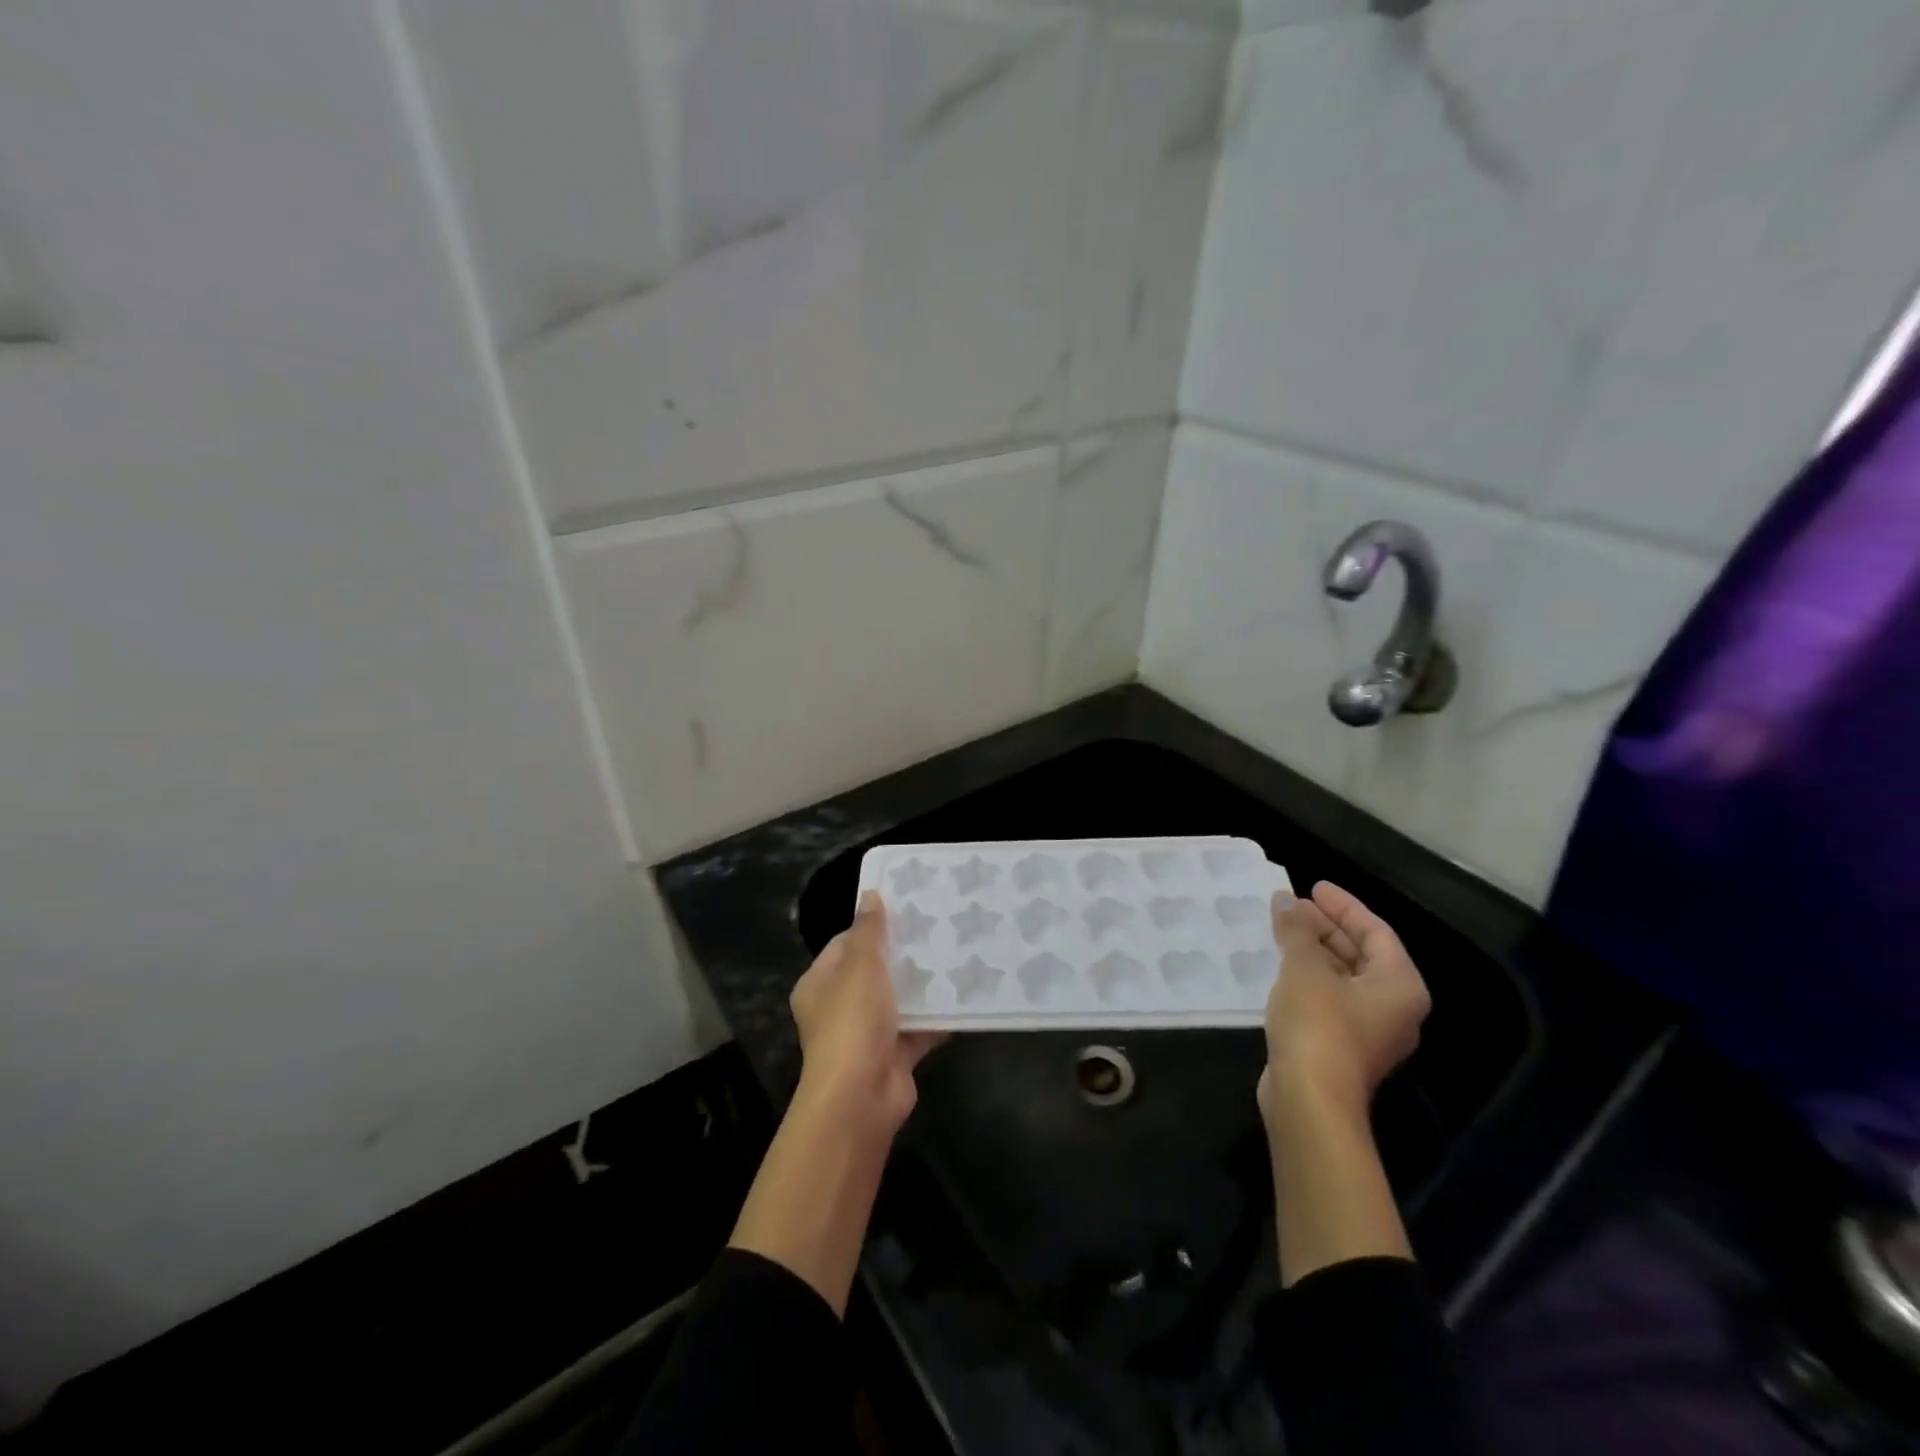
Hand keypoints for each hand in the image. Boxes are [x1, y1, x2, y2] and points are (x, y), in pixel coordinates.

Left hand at [789, 890, 943, 1134]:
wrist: (862, 1097)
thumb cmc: (852, 1022)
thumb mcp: (859, 966)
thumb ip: (868, 931)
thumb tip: (870, 895)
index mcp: (820, 984)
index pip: (845, 944)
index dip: (873, 926)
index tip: (907, 909)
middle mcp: (840, 1007)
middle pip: (874, 971)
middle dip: (904, 954)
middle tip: (938, 928)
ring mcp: (867, 1034)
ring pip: (899, 999)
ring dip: (923, 984)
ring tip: (957, 953)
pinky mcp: (894, 1055)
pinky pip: (919, 1027)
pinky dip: (937, 1015)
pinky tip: (964, 994)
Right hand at [1258, 881, 1431, 1127]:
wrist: (1310, 1100)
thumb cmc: (1318, 1025)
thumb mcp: (1305, 968)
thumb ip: (1297, 930)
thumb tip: (1287, 901)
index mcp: (1400, 985)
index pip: (1376, 931)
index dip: (1344, 905)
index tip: (1313, 887)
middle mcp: (1393, 1007)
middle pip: (1362, 954)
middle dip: (1326, 927)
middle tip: (1292, 906)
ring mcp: (1367, 1030)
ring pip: (1343, 977)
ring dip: (1314, 951)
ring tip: (1281, 930)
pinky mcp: (1341, 1046)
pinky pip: (1329, 997)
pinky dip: (1308, 976)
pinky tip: (1280, 966)